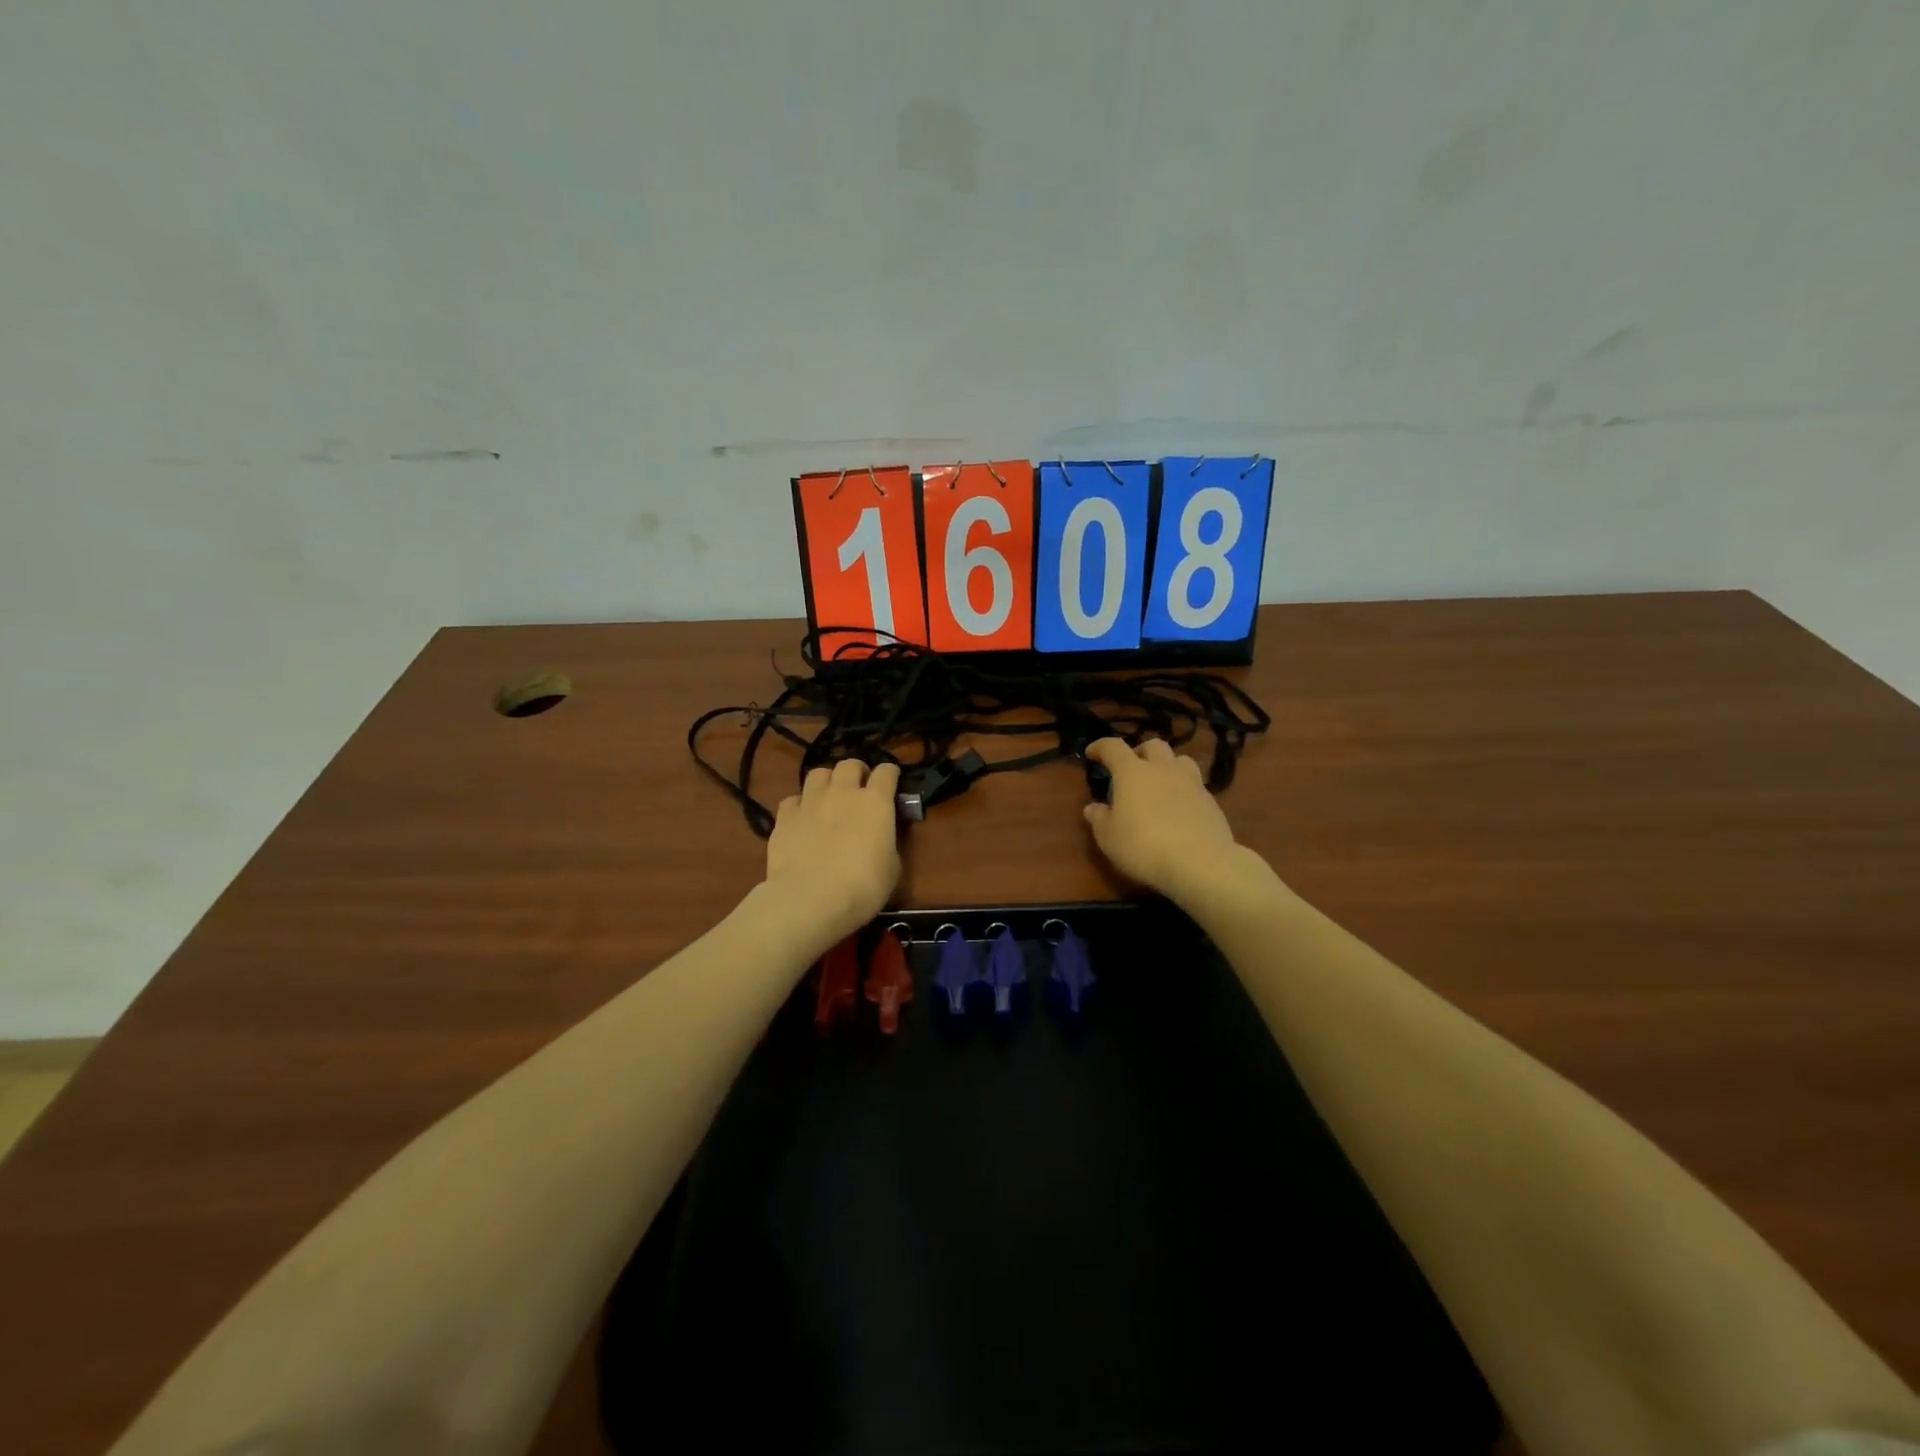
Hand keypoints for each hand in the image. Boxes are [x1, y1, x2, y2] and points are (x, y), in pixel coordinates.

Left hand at [763, 759, 901, 944]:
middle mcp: (843, 792)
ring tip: (828, 797)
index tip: (891, 783)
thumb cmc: (863, 887)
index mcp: (876, 802)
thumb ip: (887, 842)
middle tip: (859, 788)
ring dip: (827, 781)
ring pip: (818, 773)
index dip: (890, 774)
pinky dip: (799, 805)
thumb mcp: (892, 867)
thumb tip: (881, 837)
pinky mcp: (784, 817)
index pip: (887, 771)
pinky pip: (792, 800)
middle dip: (857, 772)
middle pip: (850, 764)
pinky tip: (802, 819)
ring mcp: (810, 802)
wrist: (811, 899)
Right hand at [1083, 738, 1244, 903]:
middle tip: (1131, 769)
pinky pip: (1195, 785)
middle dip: (1139, 752)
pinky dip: (1183, 789)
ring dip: (1167, 766)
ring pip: (1180, 760)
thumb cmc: (1144, 847)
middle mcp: (1163, 770)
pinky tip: (1179, 809)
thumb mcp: (1109, 838)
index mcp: (1132, 772)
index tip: (1092, 753)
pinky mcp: (1211, 802)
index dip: (1100, 746)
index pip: (1113, 747)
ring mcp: (1191, 783)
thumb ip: (1099, 819)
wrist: (1200, 863)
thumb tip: (1093, 807)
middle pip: (1153, 745)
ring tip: (1160, 784)